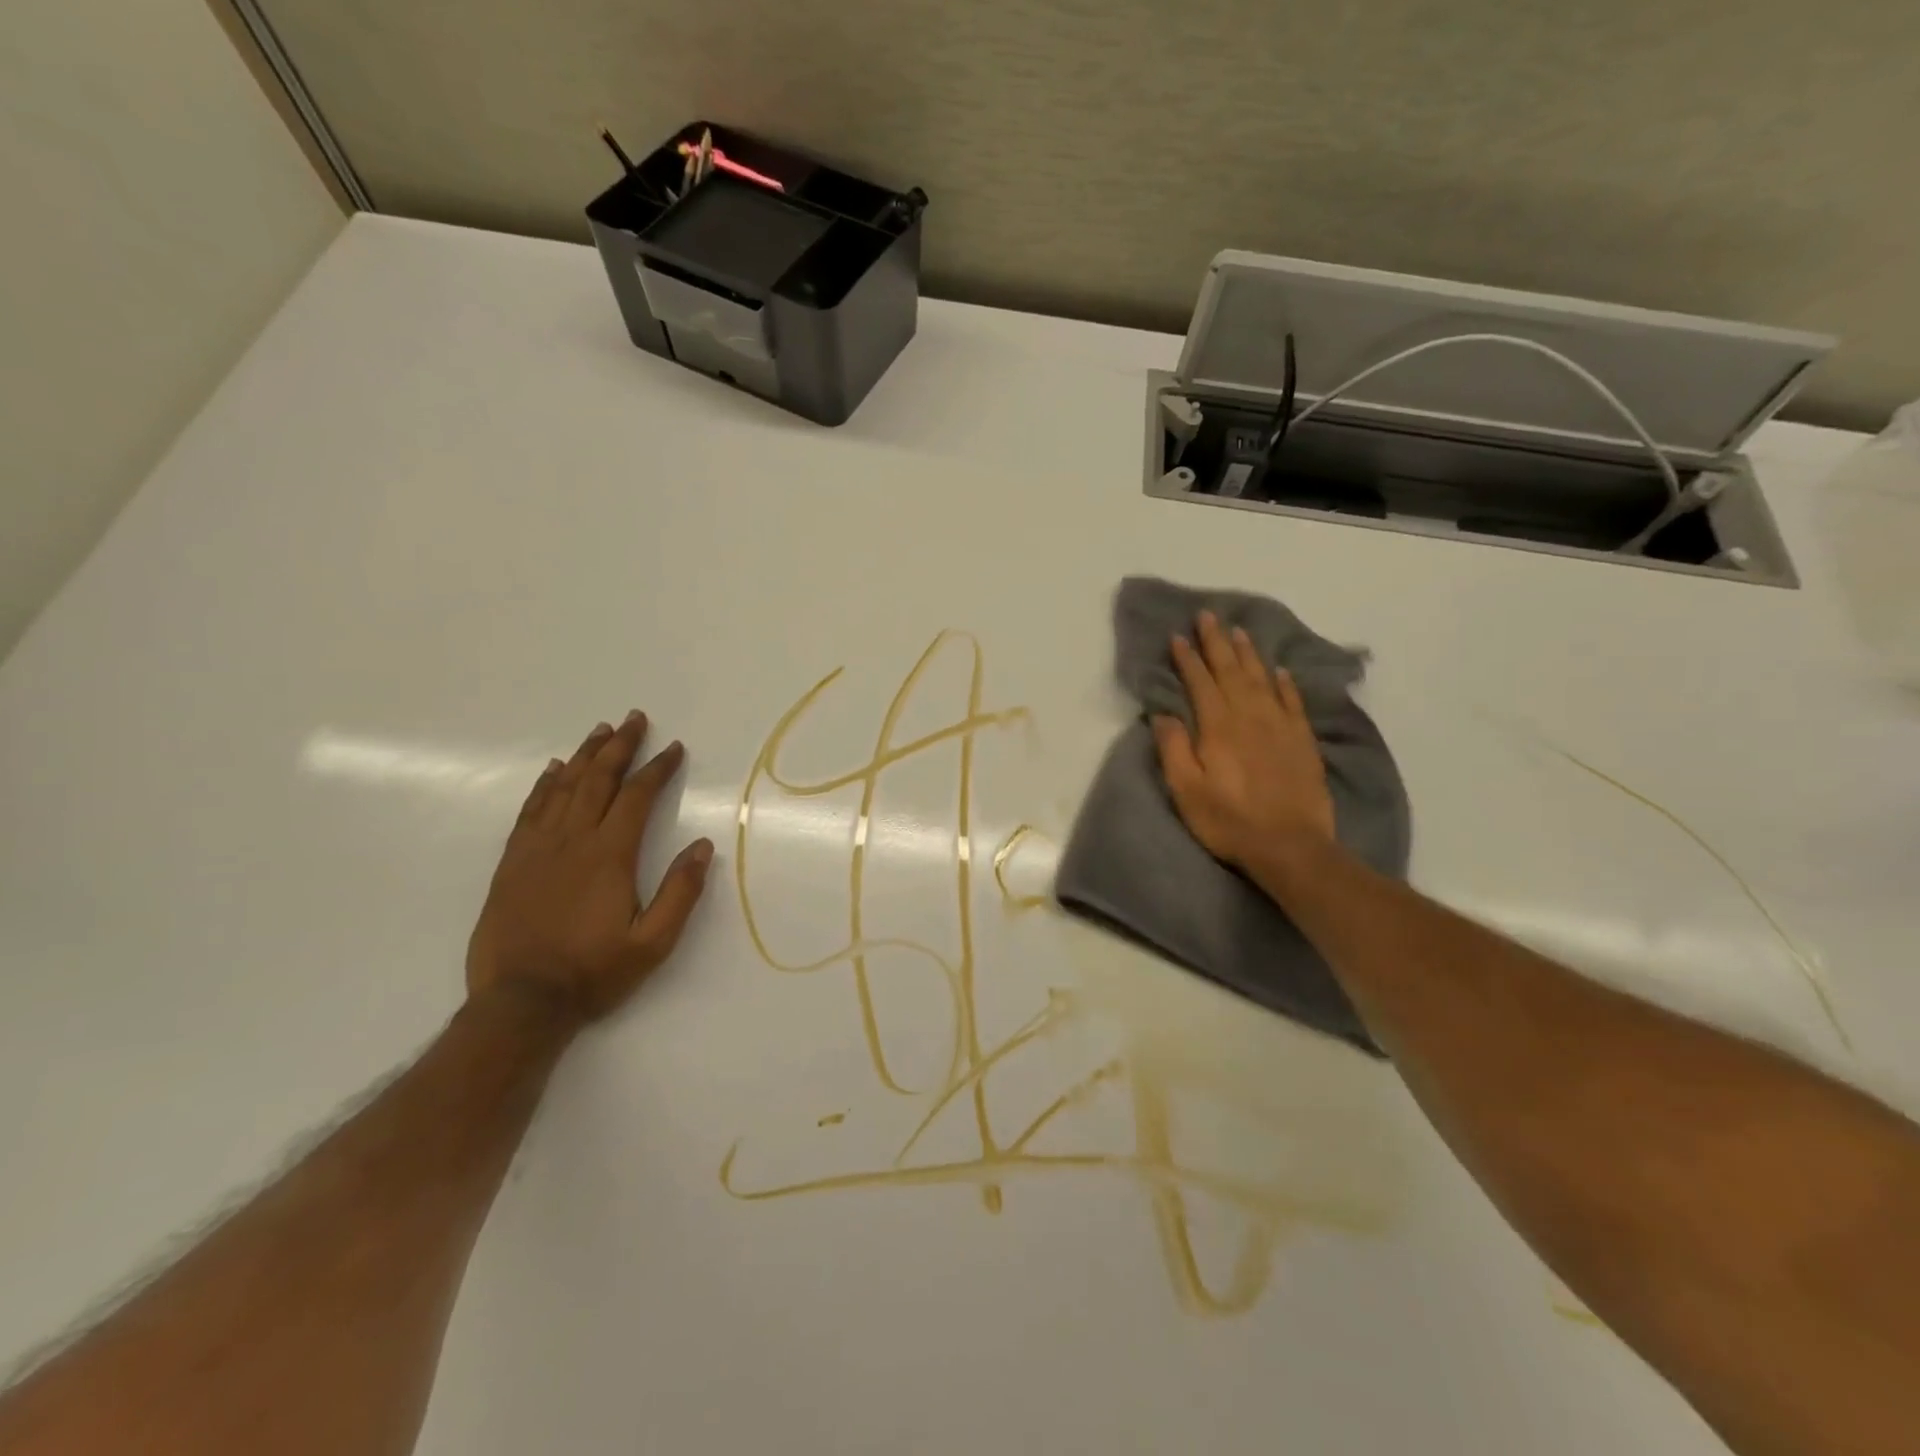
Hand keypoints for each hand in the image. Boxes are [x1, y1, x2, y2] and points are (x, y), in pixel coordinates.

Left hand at [466, 712, 713, 1024]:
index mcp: (609, 856)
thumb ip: (681, 893)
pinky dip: (544, 785)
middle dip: (619, 746)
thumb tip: (704, 846)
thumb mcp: (653, 943)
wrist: (520, 1002)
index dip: (657, 769)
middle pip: (597, 780)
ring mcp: (537, 849)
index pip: (636, 798)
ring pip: (562, 788)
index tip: (673, 748)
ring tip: (600, 731)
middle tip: (634, 719)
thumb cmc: (594, 972)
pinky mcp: (512, 863)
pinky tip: (553, 770)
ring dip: (584, 756)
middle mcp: (572, 841)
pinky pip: (530, 811)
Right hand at [1151, 611, 1335, 869]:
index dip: (1187, 658)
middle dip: (1217, 642)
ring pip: (1262, 678)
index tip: (1178, 636)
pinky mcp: (1302, 740)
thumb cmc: (1229, 821)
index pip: (1200, 682)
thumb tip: (1164, 713)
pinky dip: (1285, 682)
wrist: (1291, 846)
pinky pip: (1293, 700)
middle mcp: (1250, 716)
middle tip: (1208, 615)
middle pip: (1231, 670)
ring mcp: (1280, 726)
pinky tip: (1279, 670)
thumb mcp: (1186, 791)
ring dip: (1249, 653)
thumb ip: (1173, 748)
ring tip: (1239, 631)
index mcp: (1218, 726)